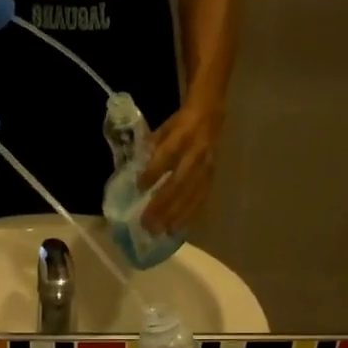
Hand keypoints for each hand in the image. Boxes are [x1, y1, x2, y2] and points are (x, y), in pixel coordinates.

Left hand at [138, 101, 221, 232]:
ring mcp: (206, 168)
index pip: (166, 156)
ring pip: (191, 195)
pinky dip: (190, 214)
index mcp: (181, 136)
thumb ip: (151, 148)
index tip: (139, 188)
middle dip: (163, 204)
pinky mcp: (211, 177)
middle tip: (148, 223)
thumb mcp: (164, 128)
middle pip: (178, 183)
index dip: (153, 172)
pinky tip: (179, 227)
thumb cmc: (181, 124)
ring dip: (176, 215)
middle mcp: (195, 154)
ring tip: (163, 231)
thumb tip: (135, 172)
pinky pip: (201, 198)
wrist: (211, 115)